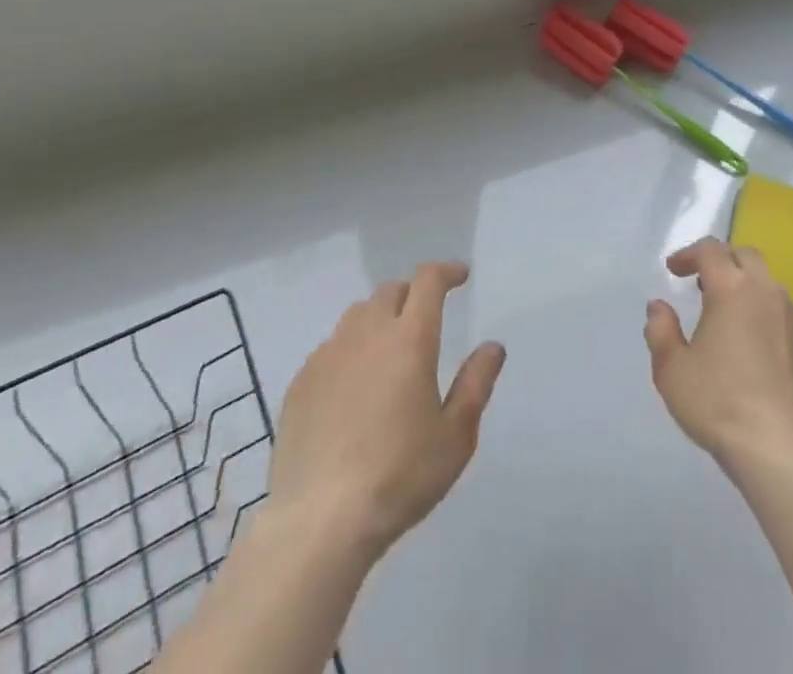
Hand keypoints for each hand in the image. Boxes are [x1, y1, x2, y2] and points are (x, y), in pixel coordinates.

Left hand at [267, 261, 505, 561]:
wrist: (319, 522)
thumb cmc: (399, 476)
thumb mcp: (455, 436)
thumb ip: (476, 384)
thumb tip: (493, 347)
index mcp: (410, 339)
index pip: (428, 281)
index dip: (446, 271)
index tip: (460, 276)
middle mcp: (367, 334)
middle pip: (390, 292)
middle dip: (412, 295)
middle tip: (425, 318)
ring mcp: (328, 356)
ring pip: (357, 316)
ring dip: (378, 319)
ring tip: (388, 350)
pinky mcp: (300, 383)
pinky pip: (330, 348)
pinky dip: (349, 351)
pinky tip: (352, 387)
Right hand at [645, 238, 792, 472]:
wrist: (782, 452)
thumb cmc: (719, 404)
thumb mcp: (672, 370)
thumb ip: (660, 331)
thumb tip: (659, 307)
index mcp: (732, 289)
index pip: (710, 251)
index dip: (689, 254)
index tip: (674, 270)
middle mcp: (768, 294)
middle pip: (746, 257)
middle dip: (723, 261)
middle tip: (703, 283)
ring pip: (771, 288)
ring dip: (749, 290)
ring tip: (731, 318)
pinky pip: (789, 322)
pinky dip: (770, 323)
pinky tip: (761, 352)